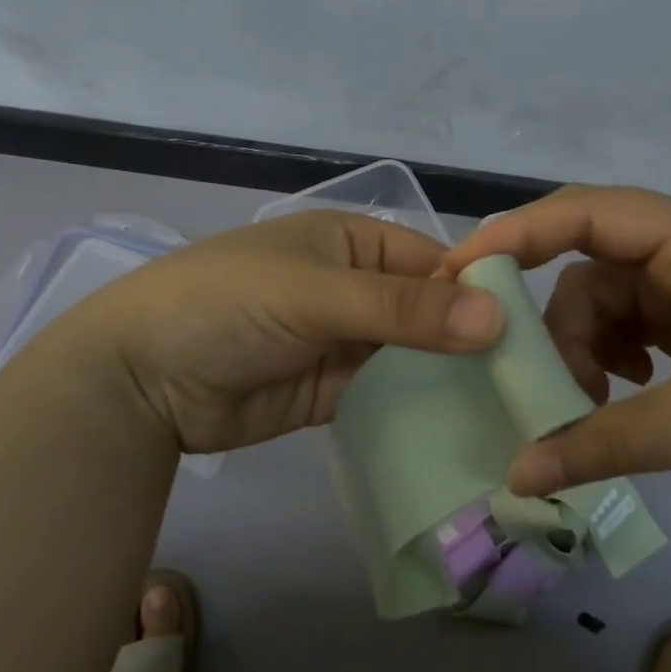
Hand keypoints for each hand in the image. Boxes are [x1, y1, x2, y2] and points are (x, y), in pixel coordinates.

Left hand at [49, 211, 505, 454]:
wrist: (139, 379)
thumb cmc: (226, 305)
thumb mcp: (315, 294)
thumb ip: (403, 309)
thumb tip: (498, 317)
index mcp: (353, 243)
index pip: (434, 263)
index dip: (478, 292)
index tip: (530, 335)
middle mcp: (356, 288)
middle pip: (429, 312)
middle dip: (471, 341)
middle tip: (531, 383)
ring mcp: (345, 343)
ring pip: (414, 356)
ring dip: (450, 378)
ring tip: (513, 412)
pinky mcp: (334, 392)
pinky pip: (388, 395)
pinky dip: (419, 408)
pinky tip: (464, 428)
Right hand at [441, 186, 670, 524]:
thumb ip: (604, 442)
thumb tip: (515, 474)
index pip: (588, 211)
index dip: (518, 232)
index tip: (461, 270)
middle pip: (593, 267)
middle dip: (562, 326)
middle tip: (556, 394)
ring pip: (611, 303)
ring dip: (588, 351)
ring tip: (596, 409)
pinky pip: (637, 330)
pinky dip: (616, 361)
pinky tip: (626, 397)